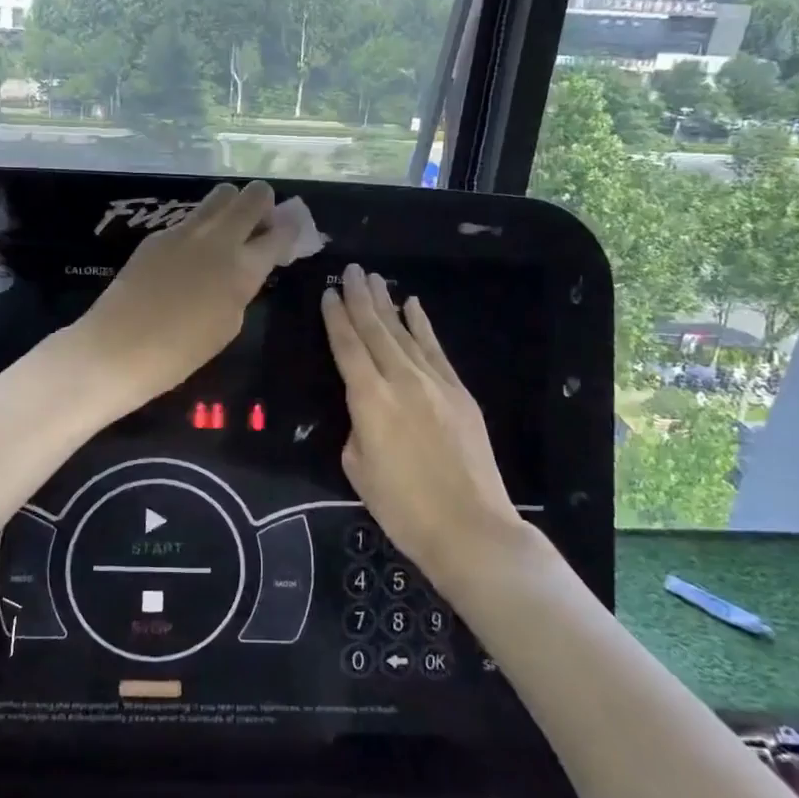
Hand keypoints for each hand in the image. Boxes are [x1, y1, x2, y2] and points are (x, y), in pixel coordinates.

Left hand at [74, 180, 297, 411]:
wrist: (120, 347)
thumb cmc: (182, 351)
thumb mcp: (229, 323)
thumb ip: (242, 288)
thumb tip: (244, 269)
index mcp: (243, 267)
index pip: (281, 232)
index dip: (291, 230)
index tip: (291, 233)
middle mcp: (219, 238)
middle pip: (252, 195)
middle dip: (263, 203)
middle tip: (259, 226)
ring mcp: (185, 231)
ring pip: (220, 195)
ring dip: (232, 206)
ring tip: (226, 234)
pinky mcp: (158, 234)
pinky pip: (190, 218)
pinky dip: (201, 227)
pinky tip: (190, 256)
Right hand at [320, 263, 534, 582]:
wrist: (470, 527)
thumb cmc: (402, 507)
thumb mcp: (358, 468)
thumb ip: (357, 428)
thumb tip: (367, 411)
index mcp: (368, 399)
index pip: (347, 347)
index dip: (336, 318)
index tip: (328, 293)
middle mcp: (400, 380)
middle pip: (375, 330)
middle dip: (360, 298)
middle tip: (350, 270)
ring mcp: (434, 382)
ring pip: (405, 333)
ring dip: (387, 304)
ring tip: (375, 279)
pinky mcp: (459, 392)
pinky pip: (435, 349)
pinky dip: (422, 325)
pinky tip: (413, 306)